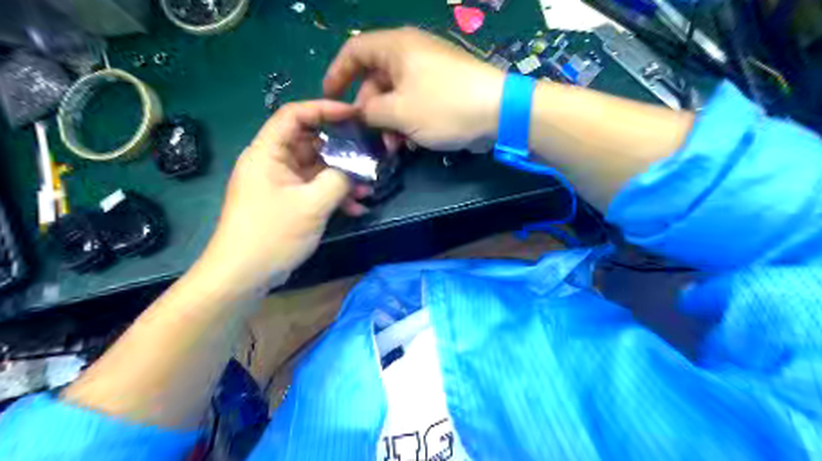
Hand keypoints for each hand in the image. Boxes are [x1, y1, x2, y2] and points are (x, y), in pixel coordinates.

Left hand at [198, 101, 366, 295]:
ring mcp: (281, 184)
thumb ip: (338, 180)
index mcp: (267, 153)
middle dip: (342, 151)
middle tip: (369, 155)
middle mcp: (273, 163)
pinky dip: (334, 196)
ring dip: (342, 177)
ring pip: (317, 169)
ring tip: (367, 188)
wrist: (243, 275)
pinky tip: (356, 208)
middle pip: (311, 143)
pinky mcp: (288, 202)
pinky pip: (315, 189)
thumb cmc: (272, 234)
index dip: (324, 110)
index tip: (354, 116)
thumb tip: (355, 169)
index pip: (294, 115)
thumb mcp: (311, 205)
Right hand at [324, 27, 504, 151]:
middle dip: (370, 111)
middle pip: (376, 79)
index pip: (354, 51)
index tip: (329, 99)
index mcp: (396, 48)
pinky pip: (416, 104)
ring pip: (396, 97)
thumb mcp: (399, 112)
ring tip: (395, 148)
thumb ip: (370, 112)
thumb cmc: (444, 106)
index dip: (337, 74)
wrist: (499, 111)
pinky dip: (409, 123)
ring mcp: (429, 73)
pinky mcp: (444, 91)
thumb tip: (359, 113)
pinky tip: (413, 144)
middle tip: (371, 138)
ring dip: (390, 123)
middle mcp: (411, 55)